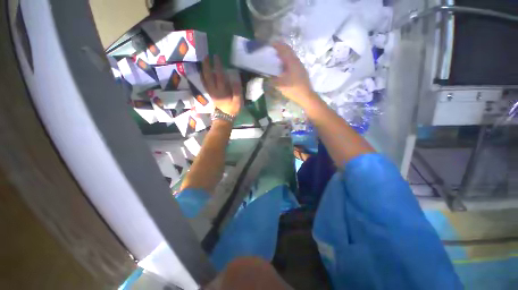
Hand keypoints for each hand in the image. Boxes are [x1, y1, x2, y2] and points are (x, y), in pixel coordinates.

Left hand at [202, 55, 242, 115]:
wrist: (225, 117)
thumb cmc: (232, 109)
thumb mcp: (238, 101)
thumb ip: (236, 90)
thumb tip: (234, 79)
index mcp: (221, 91)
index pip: (219, 76)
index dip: (217, 65)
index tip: (216, 56)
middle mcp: (214, 90)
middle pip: (208, 76)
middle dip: (207, 65)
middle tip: (207, 56)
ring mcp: (210, 92)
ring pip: (204, 79)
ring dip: (203, 69)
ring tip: (204, 62)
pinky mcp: (210, 94)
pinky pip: (204, 83)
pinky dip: (203, 77)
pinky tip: (203, 72)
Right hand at [272, 42, 316, 105]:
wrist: (306, 96)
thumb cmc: (293, 89)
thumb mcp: (280, 85)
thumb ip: (272, 79)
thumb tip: (267, 75)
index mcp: (291, 62)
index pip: (284, 48)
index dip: (277, 45)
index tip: (269, 44)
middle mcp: (297, 61)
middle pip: (288, 50)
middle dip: (280, 48)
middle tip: (272, 51)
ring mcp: (300, 65)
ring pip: (291, 56)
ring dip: (284, 55)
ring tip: (276, 59)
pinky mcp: (301, 71)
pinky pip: (293, 61)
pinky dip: (287, 61)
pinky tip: (283, 67)